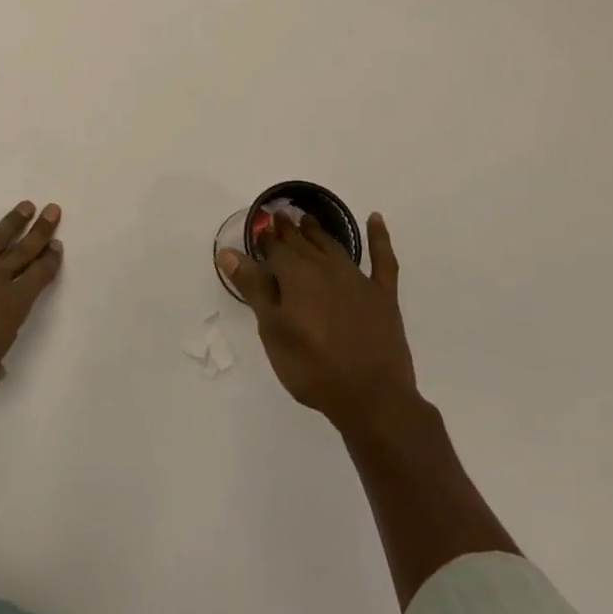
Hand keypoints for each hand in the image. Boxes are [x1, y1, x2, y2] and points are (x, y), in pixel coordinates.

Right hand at [216, 211, 415, 428]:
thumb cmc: (312, 367)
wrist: (372, 398)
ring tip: (307, 220)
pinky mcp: (383, 295)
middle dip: (288, 230)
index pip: (275, 249)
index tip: (258, 229)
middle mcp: (326, 268)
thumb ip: (253, 288)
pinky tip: (375, 219)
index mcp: (297, 276)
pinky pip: (382, 259)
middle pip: (303, 243)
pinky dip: (379, 237)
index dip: (265, 240)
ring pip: (333, 246)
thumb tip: (229, 252)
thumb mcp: (273, 330)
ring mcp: (358, 279)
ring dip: (318, 231)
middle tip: (279, 215)